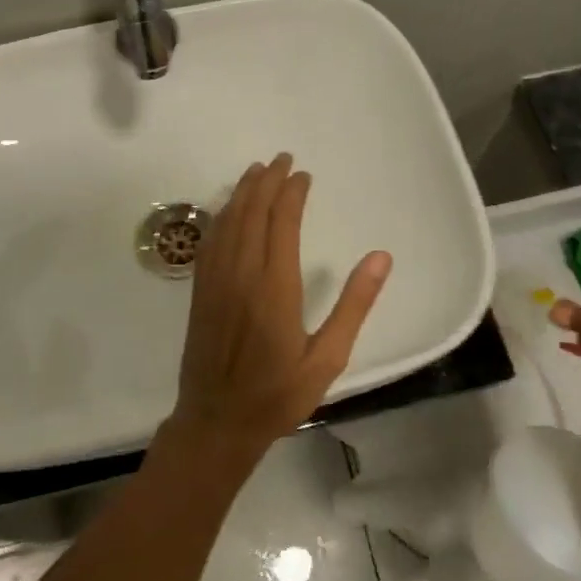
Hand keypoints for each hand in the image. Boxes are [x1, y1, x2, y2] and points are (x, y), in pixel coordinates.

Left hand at [167, 154, 392, 459]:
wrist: (217, 421)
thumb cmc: (278, 394)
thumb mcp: (328, 358)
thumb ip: (354, 305)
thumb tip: (381, 257)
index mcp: (275, 287)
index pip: (283, 222)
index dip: (293, 193)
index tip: (303, 174)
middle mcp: (242, 274)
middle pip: (252, 212)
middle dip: (268, 181)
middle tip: (282, 159)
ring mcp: (215, 280)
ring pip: (228, 221)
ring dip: (243, 192)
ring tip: (257, 171)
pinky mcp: (199, 290)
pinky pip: (210, 240)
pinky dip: (221, 215)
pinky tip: (228, 208)